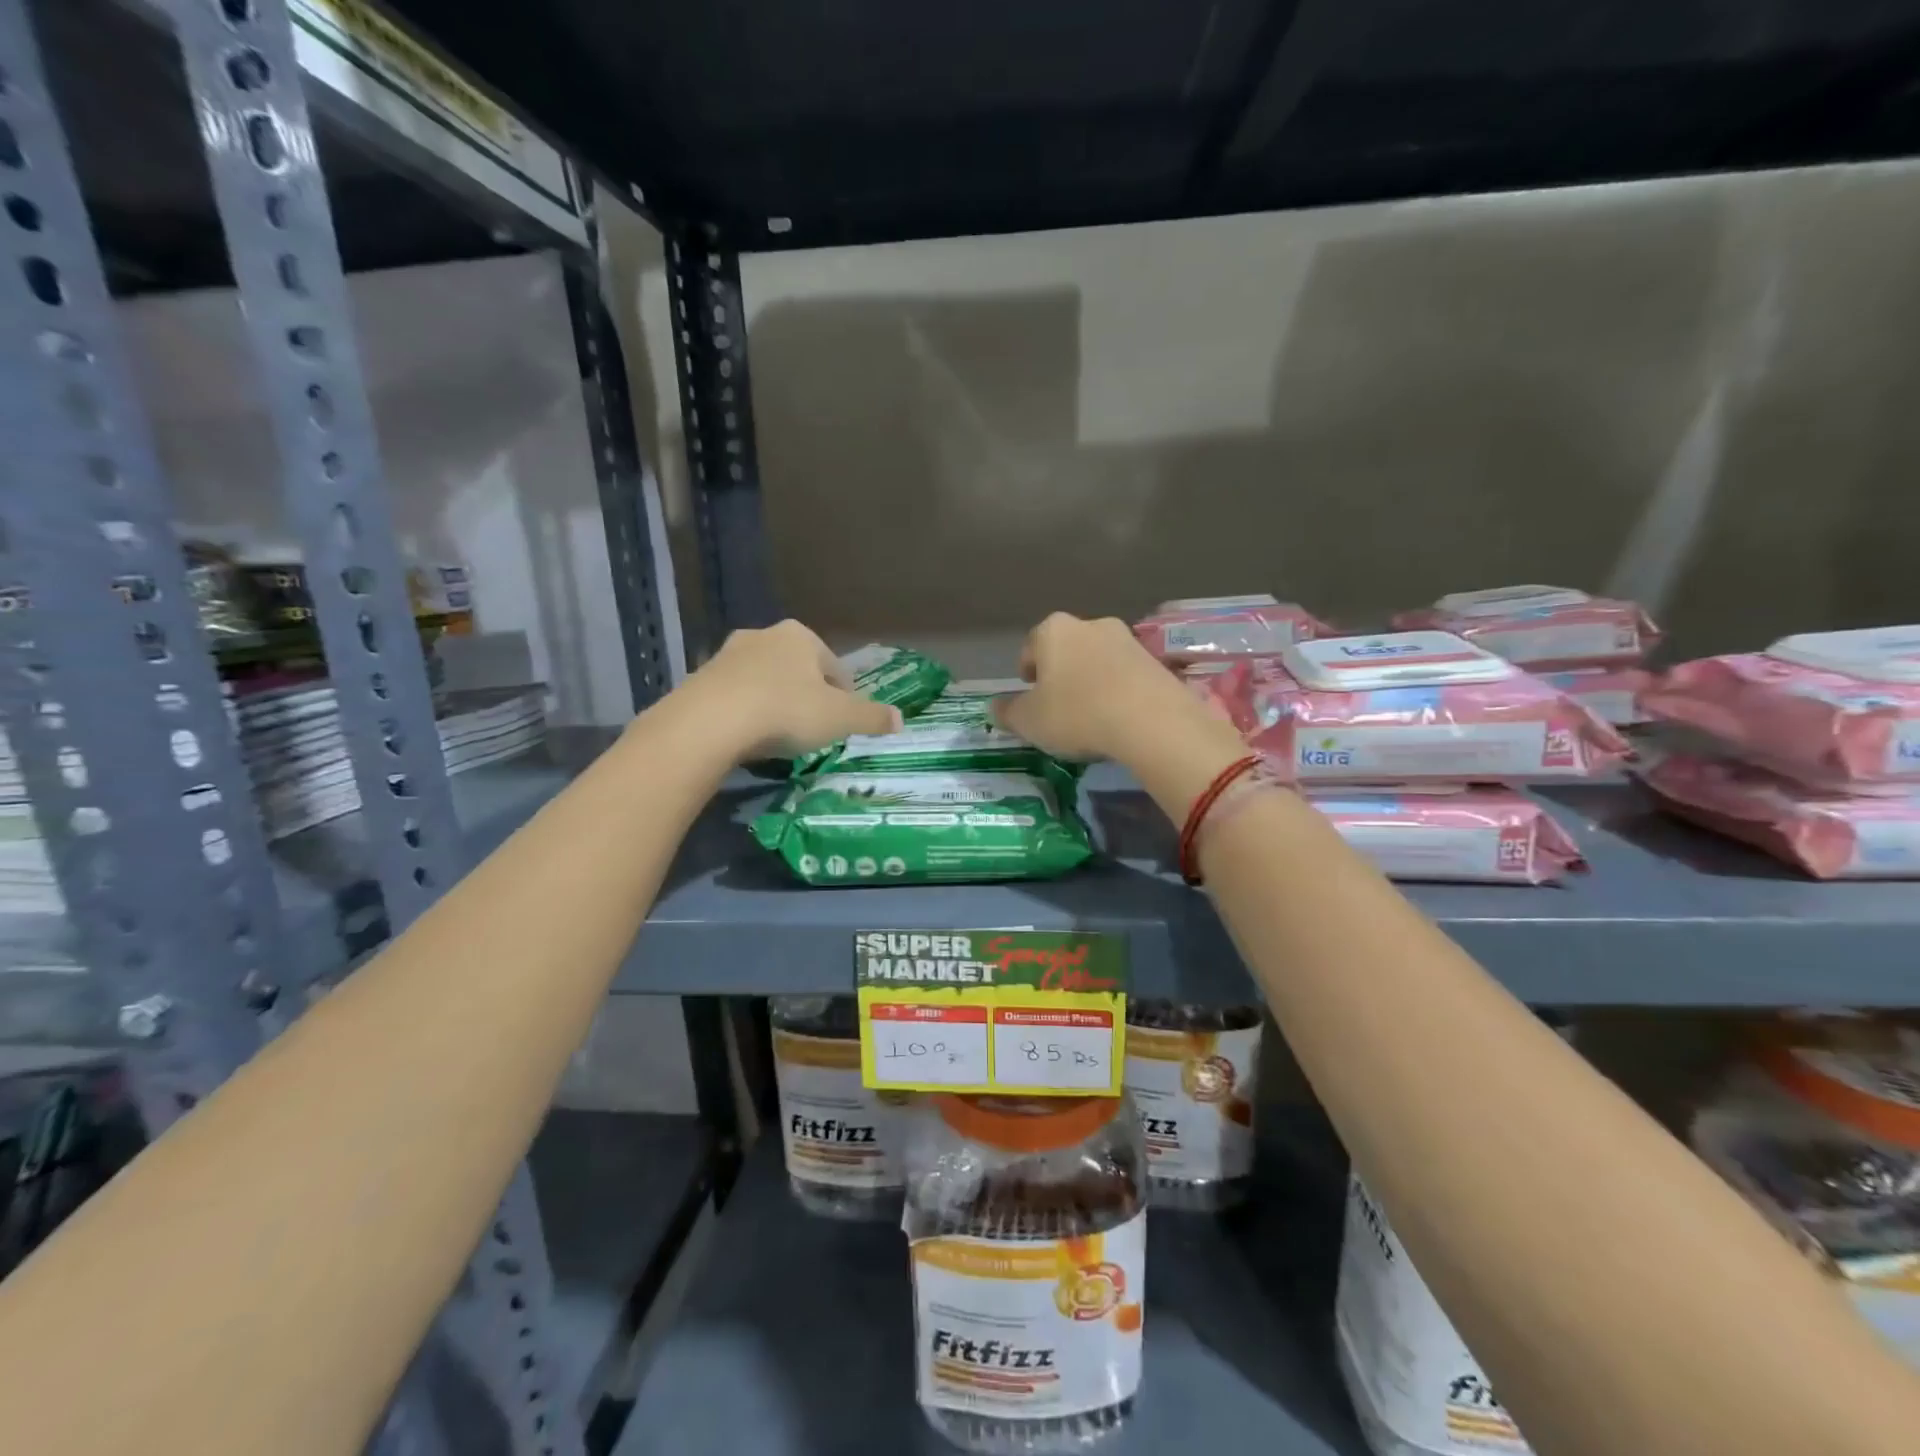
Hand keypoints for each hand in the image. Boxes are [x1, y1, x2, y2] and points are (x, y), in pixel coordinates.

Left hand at [684, 620, 901, 760]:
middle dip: (807, 696)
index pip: (834, 667)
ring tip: (780, 736)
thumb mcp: (840, 718)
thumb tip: (901, 720)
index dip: (844, 696)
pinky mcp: (700, 678)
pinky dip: (746, 713)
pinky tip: (748, 738)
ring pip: (764, 681)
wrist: (710, 722)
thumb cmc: (786, 711)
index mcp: (801, 637)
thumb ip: (872, 717)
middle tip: (813, 729)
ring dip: (774, 702)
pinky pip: (735, 696)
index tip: (844, 722)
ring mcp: (727, 655)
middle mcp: (763, 636)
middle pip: (797, 670)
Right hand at [994, 613, 1232, 765]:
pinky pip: (1125, 676)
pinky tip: (1118, 719)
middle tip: (1059, 707)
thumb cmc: (1076, 713)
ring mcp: (1127, 640)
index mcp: (1053, 630)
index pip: (1030, 648)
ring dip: (1091, 682)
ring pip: (1097, 661)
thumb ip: (1008, 712)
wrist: (1151, 720)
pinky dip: (1117, 692)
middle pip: (1066, 650)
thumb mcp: (1029, 721)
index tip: (1030, 696)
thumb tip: (995, 707)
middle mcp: (1090, 625)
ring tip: (1091, 716)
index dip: (1027, 673)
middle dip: (1061, 674)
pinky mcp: (1155, 661)